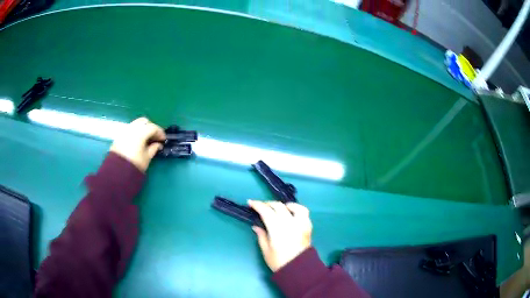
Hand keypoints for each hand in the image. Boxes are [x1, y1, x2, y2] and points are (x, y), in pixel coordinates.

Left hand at [110, 117, 165, 171]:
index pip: (153, 127)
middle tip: (155, 136)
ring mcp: (125, 130)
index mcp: (140, 133)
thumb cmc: (135, 164)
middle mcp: (132, 128)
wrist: (118, 171)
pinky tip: (138, 140)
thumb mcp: (147, 157)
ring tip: (147, 138)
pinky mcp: (120, 135)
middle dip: (151, 127)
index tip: (164, 139)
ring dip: (143, 128)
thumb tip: (158, 144)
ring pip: (136, 124)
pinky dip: (136, 131)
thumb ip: (153, 148)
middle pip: (144, 122)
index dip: (160, 132)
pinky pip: (130, 129)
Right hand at [248, 200, 311, 271]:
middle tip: (261, 207)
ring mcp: (301, 224)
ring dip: (284, 205)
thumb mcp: (266, 250)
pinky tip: (291, 213)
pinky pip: (304, 212)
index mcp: (277, 229)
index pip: (266, 211)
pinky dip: (297, 209)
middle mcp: (290, 223)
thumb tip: (256, 226)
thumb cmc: (279, 262)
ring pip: (293, 206)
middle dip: (268, 204)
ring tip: (278, 209)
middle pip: (278, 206)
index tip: (250, 203)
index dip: (257, 205)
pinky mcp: (308, 227)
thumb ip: (261, 236)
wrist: (298, 269)